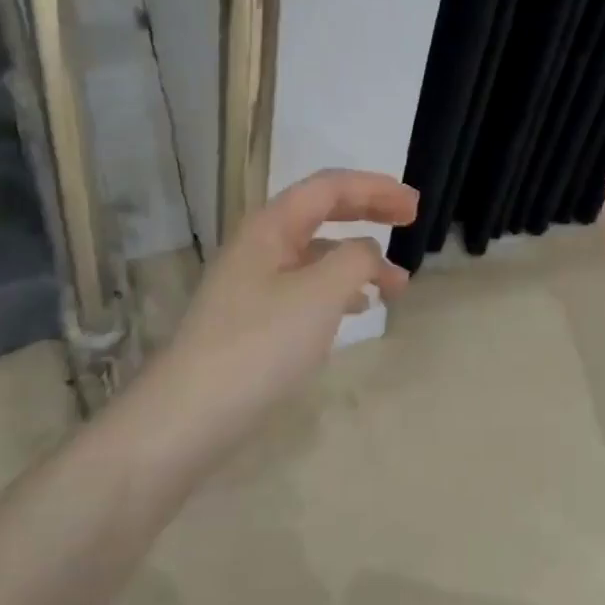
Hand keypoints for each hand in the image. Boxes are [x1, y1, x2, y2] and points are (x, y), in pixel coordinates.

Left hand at [138, 169, 417, 448]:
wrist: (189, 417)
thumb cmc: (260, 344)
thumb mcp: (321, 293)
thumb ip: (356, 259)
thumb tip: (368, 251)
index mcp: (271, 227)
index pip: (329, 187)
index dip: (376, 188)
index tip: (415, 206)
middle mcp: (260, 247)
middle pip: (322, 213)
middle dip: (369, 213)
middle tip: (410, 222)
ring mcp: (254, 285)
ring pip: (318, 255)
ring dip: (360, 260)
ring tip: (397, 286)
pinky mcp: (255, 320)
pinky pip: (307, 288)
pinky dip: (340, 290)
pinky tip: (357, 310)